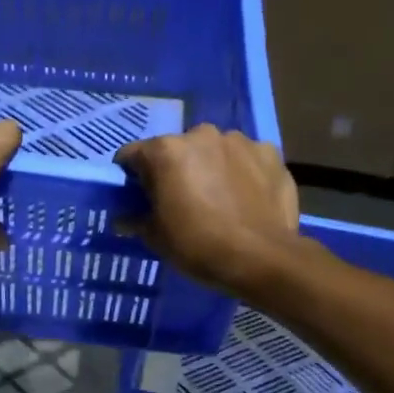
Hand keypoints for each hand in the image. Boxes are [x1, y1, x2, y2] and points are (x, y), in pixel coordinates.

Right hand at [115, 124, 301, 294]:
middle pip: (177, 149)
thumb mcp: (157, 238)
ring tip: (219, 198)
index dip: (131, 176)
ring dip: (211, 167)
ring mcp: (240, 141)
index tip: (137, 196)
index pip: (132, 155)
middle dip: (175, 169)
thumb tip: (123, 218)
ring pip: (214, 151)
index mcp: (166, 151)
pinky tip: (247, 198)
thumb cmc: (199, 246)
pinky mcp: (270, 153)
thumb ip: (136, 220)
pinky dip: (243, 172)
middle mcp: (201, 134)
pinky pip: (247, 159)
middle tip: (182, 200)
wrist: (262, 258)